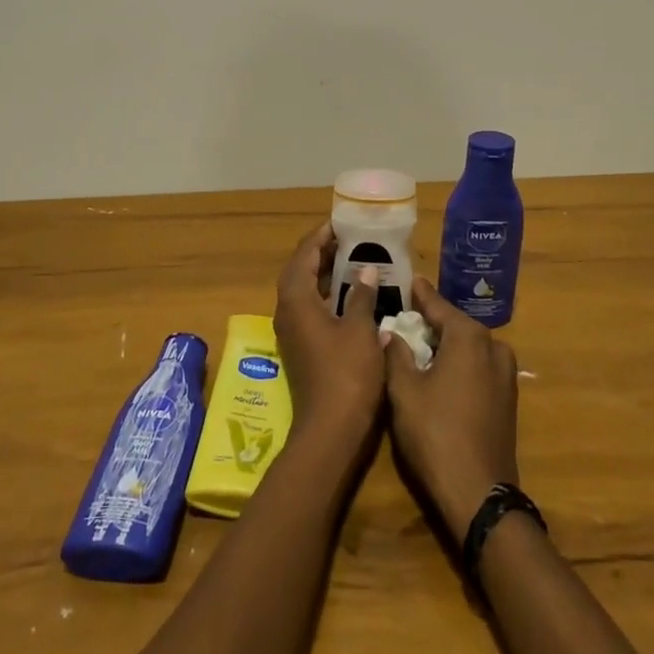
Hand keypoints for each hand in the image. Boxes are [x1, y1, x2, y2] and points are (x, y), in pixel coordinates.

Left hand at [272, 222, 386, 443]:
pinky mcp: (302, 349)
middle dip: (321, 254)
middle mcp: (287, 313)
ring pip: (304, 293)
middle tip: (348, 239)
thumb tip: (366, 269)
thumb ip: (361, 295)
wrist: (331, 430)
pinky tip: (351, 297)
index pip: (303, 256)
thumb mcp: (360, 329)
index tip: (339, 223)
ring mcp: (293, 333)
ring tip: (352, 261)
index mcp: (296, 301)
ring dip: (323, 276)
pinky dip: (326, 297)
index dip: (319, 237)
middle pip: (299, 272)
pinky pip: (310, 310)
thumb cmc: (347, 374)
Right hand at [384, 276, 519, 534]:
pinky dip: (458, 362)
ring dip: (446, 342)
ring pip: (469, 346)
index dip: (420, 294)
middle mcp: (494, 347)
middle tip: (406, 312)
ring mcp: (505, 374)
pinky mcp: (507, 398)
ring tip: (419, 340)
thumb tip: (391, 331)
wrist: (478, 492)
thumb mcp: (404, 390)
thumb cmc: (435, 433)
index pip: (438, 305)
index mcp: (469, 337)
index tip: (408, 279)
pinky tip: (439, 369)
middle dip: (432, 319)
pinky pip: (478, 366)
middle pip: (456, 324)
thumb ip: (397, 354)